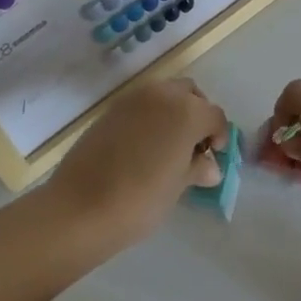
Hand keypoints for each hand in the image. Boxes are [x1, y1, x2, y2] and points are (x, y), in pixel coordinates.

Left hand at [48, 77, 228, 253]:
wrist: (82, 206)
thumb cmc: (141, 199)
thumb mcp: (178, 187)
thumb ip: (196, 168)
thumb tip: (209, 166)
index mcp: (187, 111)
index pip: (214, 115)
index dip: (219, 136)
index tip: (213, 157)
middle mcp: (162, 95)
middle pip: (190, 93)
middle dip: (197, 114)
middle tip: (193, 145)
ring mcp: (133, 98)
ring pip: (164, 94)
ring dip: (173, 112)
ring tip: (168, 146)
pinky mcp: (111, 108)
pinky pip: (141, 104)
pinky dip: (150, 116)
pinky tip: (143, 146)